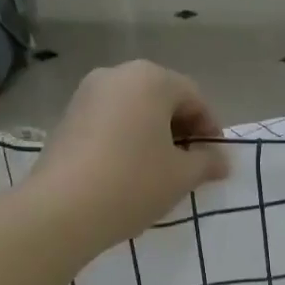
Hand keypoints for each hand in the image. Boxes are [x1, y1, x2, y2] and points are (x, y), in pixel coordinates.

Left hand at [28, 60, 229, 252]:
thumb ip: (207, 163)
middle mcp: (116, 75)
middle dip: (181, 130)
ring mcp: (86, 94)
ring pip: (134, 110)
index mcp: (150, 79)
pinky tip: (129, 172)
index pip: (194, 97)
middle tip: (191, 165)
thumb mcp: (181, 176)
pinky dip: (127, 139)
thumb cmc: (134, 184)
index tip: (216, 159)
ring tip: (161, 171)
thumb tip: (222, 161)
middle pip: (161, 98)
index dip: (211, 128)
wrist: (63, 209)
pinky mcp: (67, 118)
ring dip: (153, 135)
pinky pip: (110, 122)